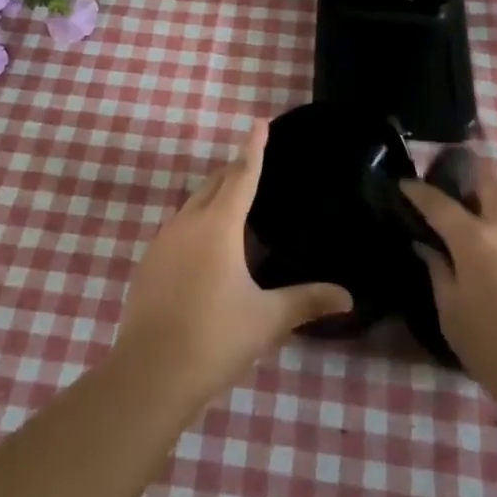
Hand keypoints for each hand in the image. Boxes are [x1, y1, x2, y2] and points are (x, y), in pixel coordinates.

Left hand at [114, 120, 352, 409]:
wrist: (149, 374)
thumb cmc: (215, 338)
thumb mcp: (267, 319)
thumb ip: (307, 301)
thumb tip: (349, 297)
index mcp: (219, 226)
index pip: (242, 175)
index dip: (253, 148)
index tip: (259, 122)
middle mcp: (188, 223)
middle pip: (214, 184)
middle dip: (234, 169)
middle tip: (254, 162)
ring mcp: (163, 241)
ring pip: (192, 204)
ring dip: (213, 195)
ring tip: (234, 201)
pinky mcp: (148, 262)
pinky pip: (177, 227)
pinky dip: (196, 222)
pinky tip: (205, 246)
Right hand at [402, 156, 496, 415]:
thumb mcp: (454, 318)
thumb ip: (439, 274)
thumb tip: (429, 248)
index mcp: (476, 239)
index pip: (438, 201)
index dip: (418, 191)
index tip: (404, 186)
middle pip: (491, 176)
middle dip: (470, 174)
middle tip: (453, 195)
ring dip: (492, 214)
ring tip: (478, 249)